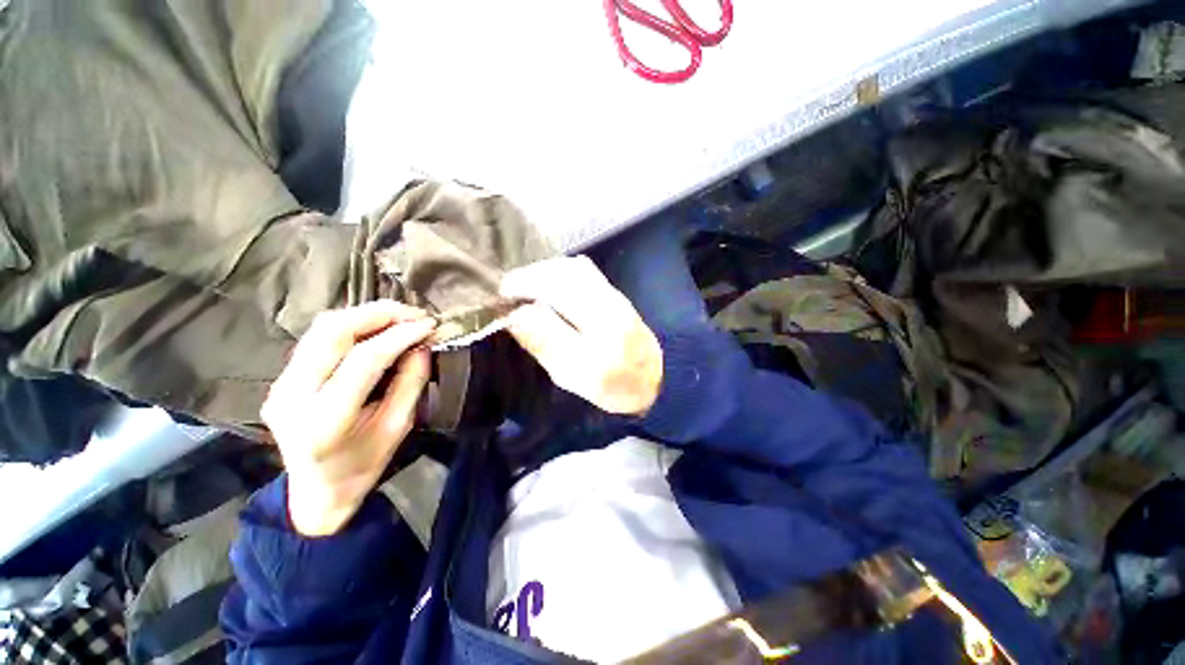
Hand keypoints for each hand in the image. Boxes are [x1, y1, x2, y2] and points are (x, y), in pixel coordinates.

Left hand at [261, 302, 436, 536]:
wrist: (315, 492)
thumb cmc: (362, 466)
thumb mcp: (397, 428)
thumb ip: (410, 384)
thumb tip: (422, 346)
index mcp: (325, 420)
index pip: (364, 360)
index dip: (400, 336)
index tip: (429, 325)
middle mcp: (293, 396)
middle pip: (332, 332)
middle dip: (379, 314)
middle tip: (415, 313)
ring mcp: (281, 384)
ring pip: (321, 328)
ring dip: (365, 314)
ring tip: (400, 316)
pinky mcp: (281, 378)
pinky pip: (317, 338)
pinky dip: (352, 325)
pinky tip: (377, 328)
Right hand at [501, 255, 661, 415]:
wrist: (653, 375)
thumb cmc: (609, 385)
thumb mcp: (570, 378)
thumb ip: (543, 347)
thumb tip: (513, 316)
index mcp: (595, 353)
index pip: (548, 319)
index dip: (518, 309)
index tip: (498, 306)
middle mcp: (607, 319)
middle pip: (560, 283)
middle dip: (526, 280)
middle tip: (506, 289)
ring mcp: (614, 299)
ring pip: (572, 270)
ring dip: (541, 271)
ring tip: (523, 282)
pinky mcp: (615, 291)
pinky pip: (583, 269)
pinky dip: (558, 268)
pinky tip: (547, 278)